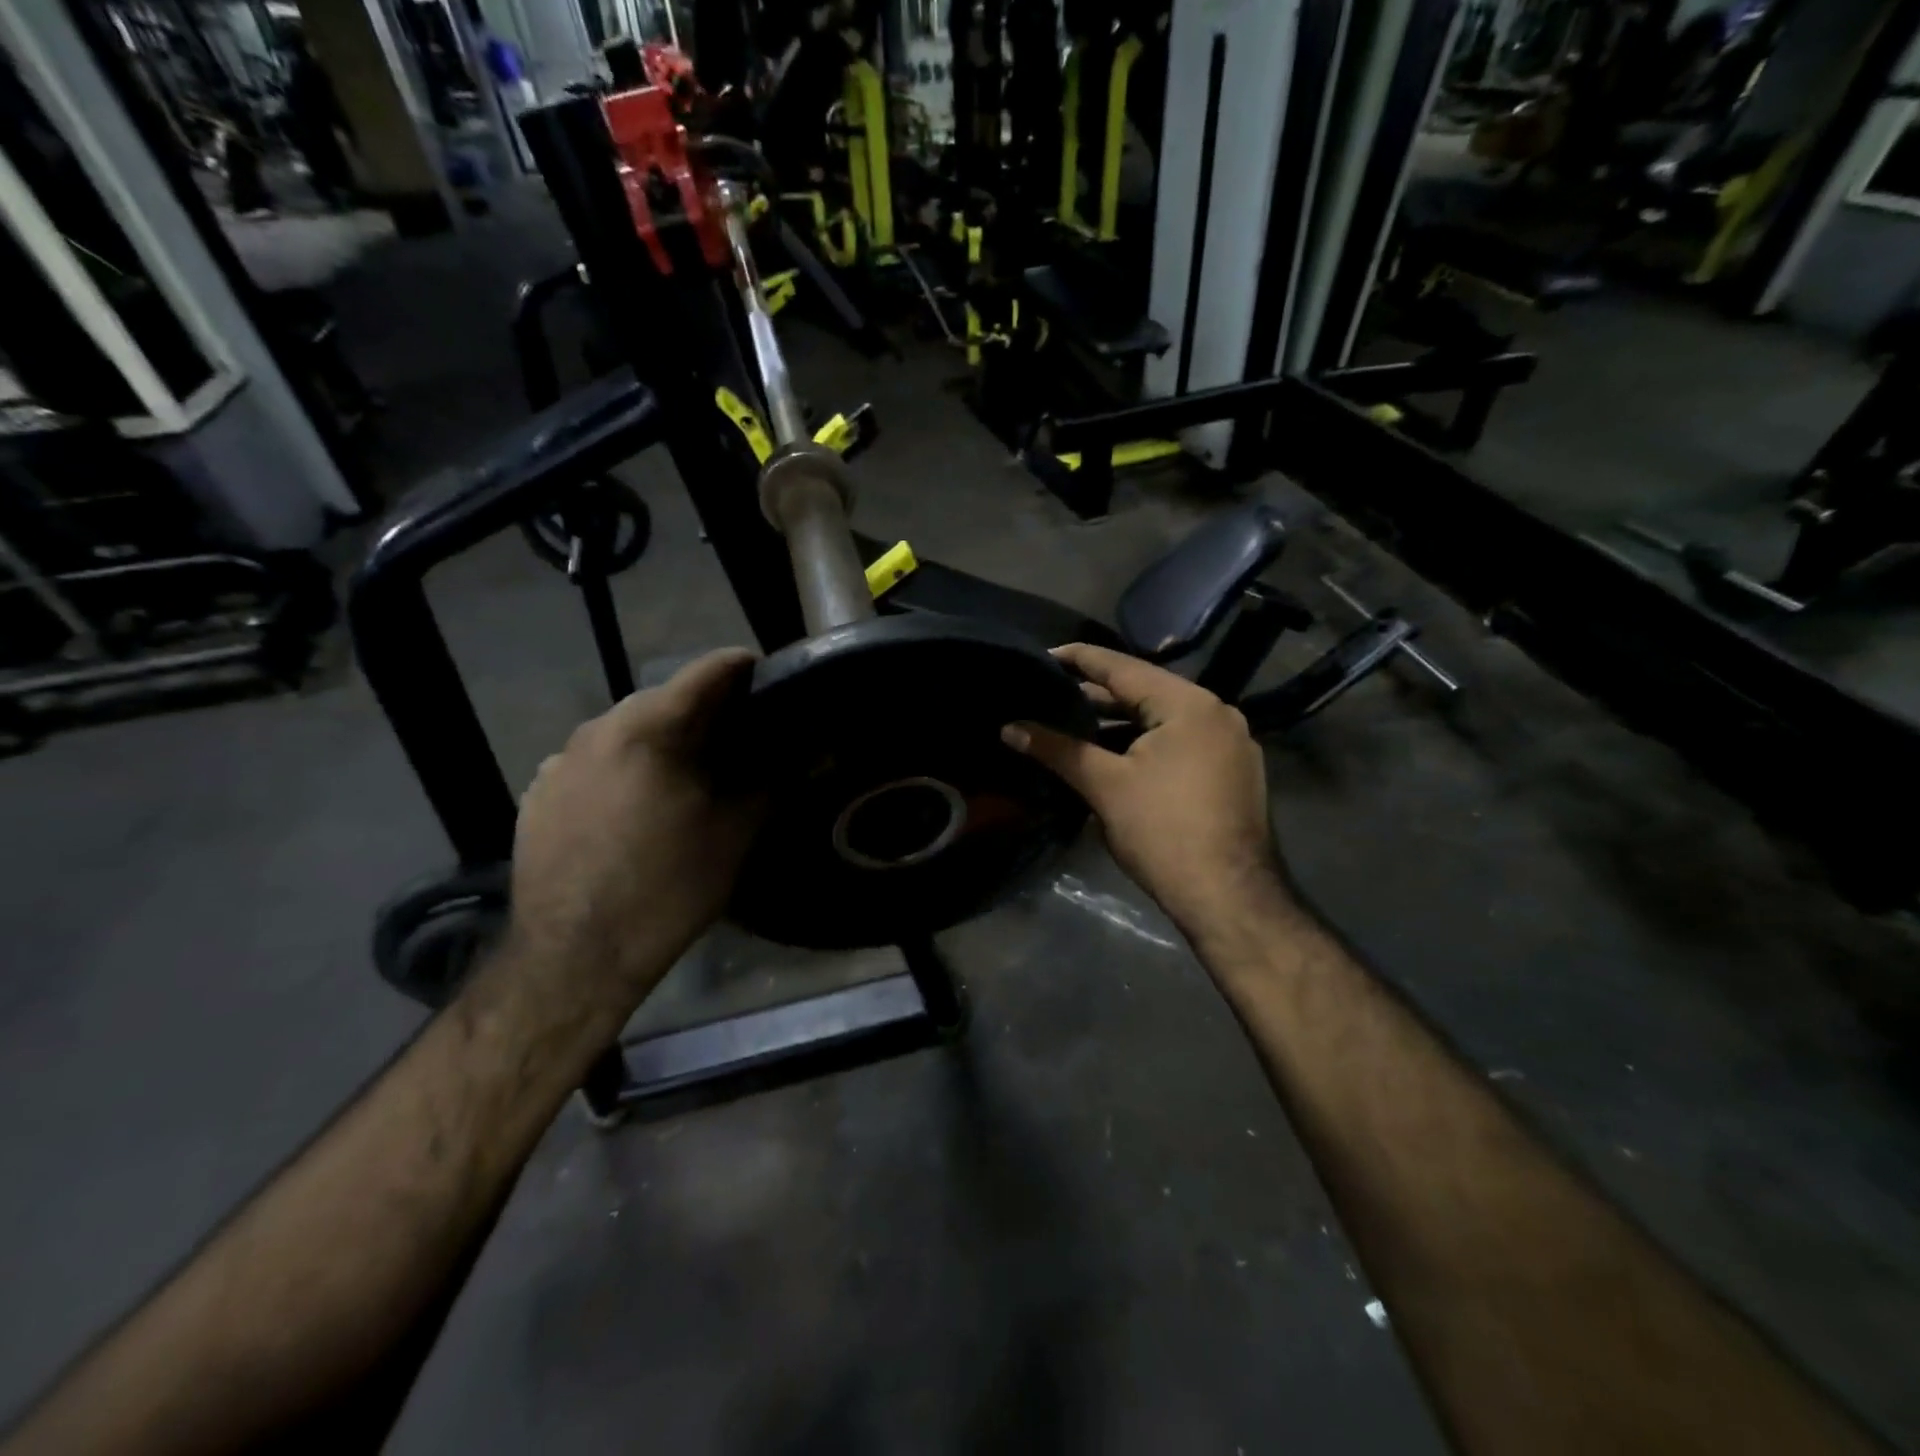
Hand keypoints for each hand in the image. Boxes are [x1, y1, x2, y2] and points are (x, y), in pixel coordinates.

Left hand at [508, 648, 761, 1012]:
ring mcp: (559, 761)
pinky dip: (623, 769)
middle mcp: (597, 729)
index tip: (771, 680)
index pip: (708, 671)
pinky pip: (592, 763)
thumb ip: (773, 781)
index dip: (746, 669)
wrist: (575, 956)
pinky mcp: (536, 794)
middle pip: (663, 700)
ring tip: (686, 776)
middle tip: (737, 739)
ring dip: (660, 741)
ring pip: (624, 732)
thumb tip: (811, 751)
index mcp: (649, 728)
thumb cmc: (668, 888)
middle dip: (703, 711)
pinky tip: (636, 808)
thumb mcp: (735, 833)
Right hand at [1003, 643, 1286, 936]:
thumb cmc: (1164, 832)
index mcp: (1188, 704)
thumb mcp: (1104, 785)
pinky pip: (1179, 742)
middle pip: (1144, 692)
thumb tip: (1009, 728)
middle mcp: (1216, 713)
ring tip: (1072, 724)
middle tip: (1050, 694)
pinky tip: (1112, 754)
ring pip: (1162, 721)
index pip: (1123, 667)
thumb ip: (1057, 749)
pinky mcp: (1231, 772)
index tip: (1044, 655)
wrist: (1229, 897)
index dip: (1079, 660)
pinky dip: (1143, 743)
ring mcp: (1230, 744)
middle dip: (1096, 696)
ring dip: (1119, 724)